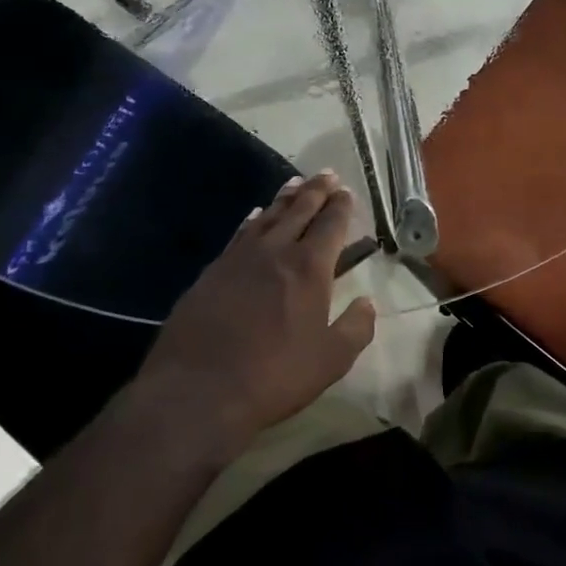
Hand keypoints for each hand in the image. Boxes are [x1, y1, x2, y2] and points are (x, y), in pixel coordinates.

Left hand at [133, 172, 376, 448]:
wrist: (197, 391)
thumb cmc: (273, 376)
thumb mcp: (330, 361)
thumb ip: (356, 328)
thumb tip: (367, 303)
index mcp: (309, 268)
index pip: (330, 224)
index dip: (341, 206)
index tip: (346, 191)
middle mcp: (275, 251)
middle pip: (299, 210)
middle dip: (316, 191)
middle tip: (326, 174)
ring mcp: (238, 258)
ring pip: (267, 216)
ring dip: (284, 198)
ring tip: (295, 183)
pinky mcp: (211, 272)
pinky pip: (239, 234)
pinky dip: (252, 220)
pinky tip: (254, 215)